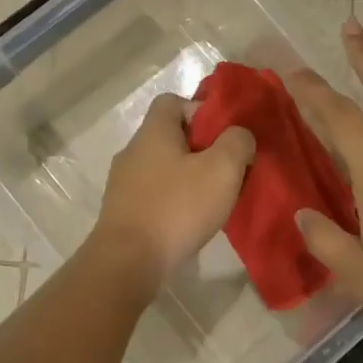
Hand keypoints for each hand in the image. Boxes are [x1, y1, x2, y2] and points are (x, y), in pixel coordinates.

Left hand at [90, 92, 254, 291]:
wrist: (128, 262)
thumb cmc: (177, 208)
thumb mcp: (222, 168)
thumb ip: (238, 142)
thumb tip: (239, 136)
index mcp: (153, 132)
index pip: (173, 101)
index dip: (201, 111)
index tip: (224, 136)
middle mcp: (133, 151)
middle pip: (171, 136)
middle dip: (202, 149)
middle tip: (227, 170)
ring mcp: (123, 183)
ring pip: (164, 168)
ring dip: (189, 178)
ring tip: (213, 200)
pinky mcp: (123, 212)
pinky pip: (155, 195)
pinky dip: (174, 202)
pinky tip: (190, 222)